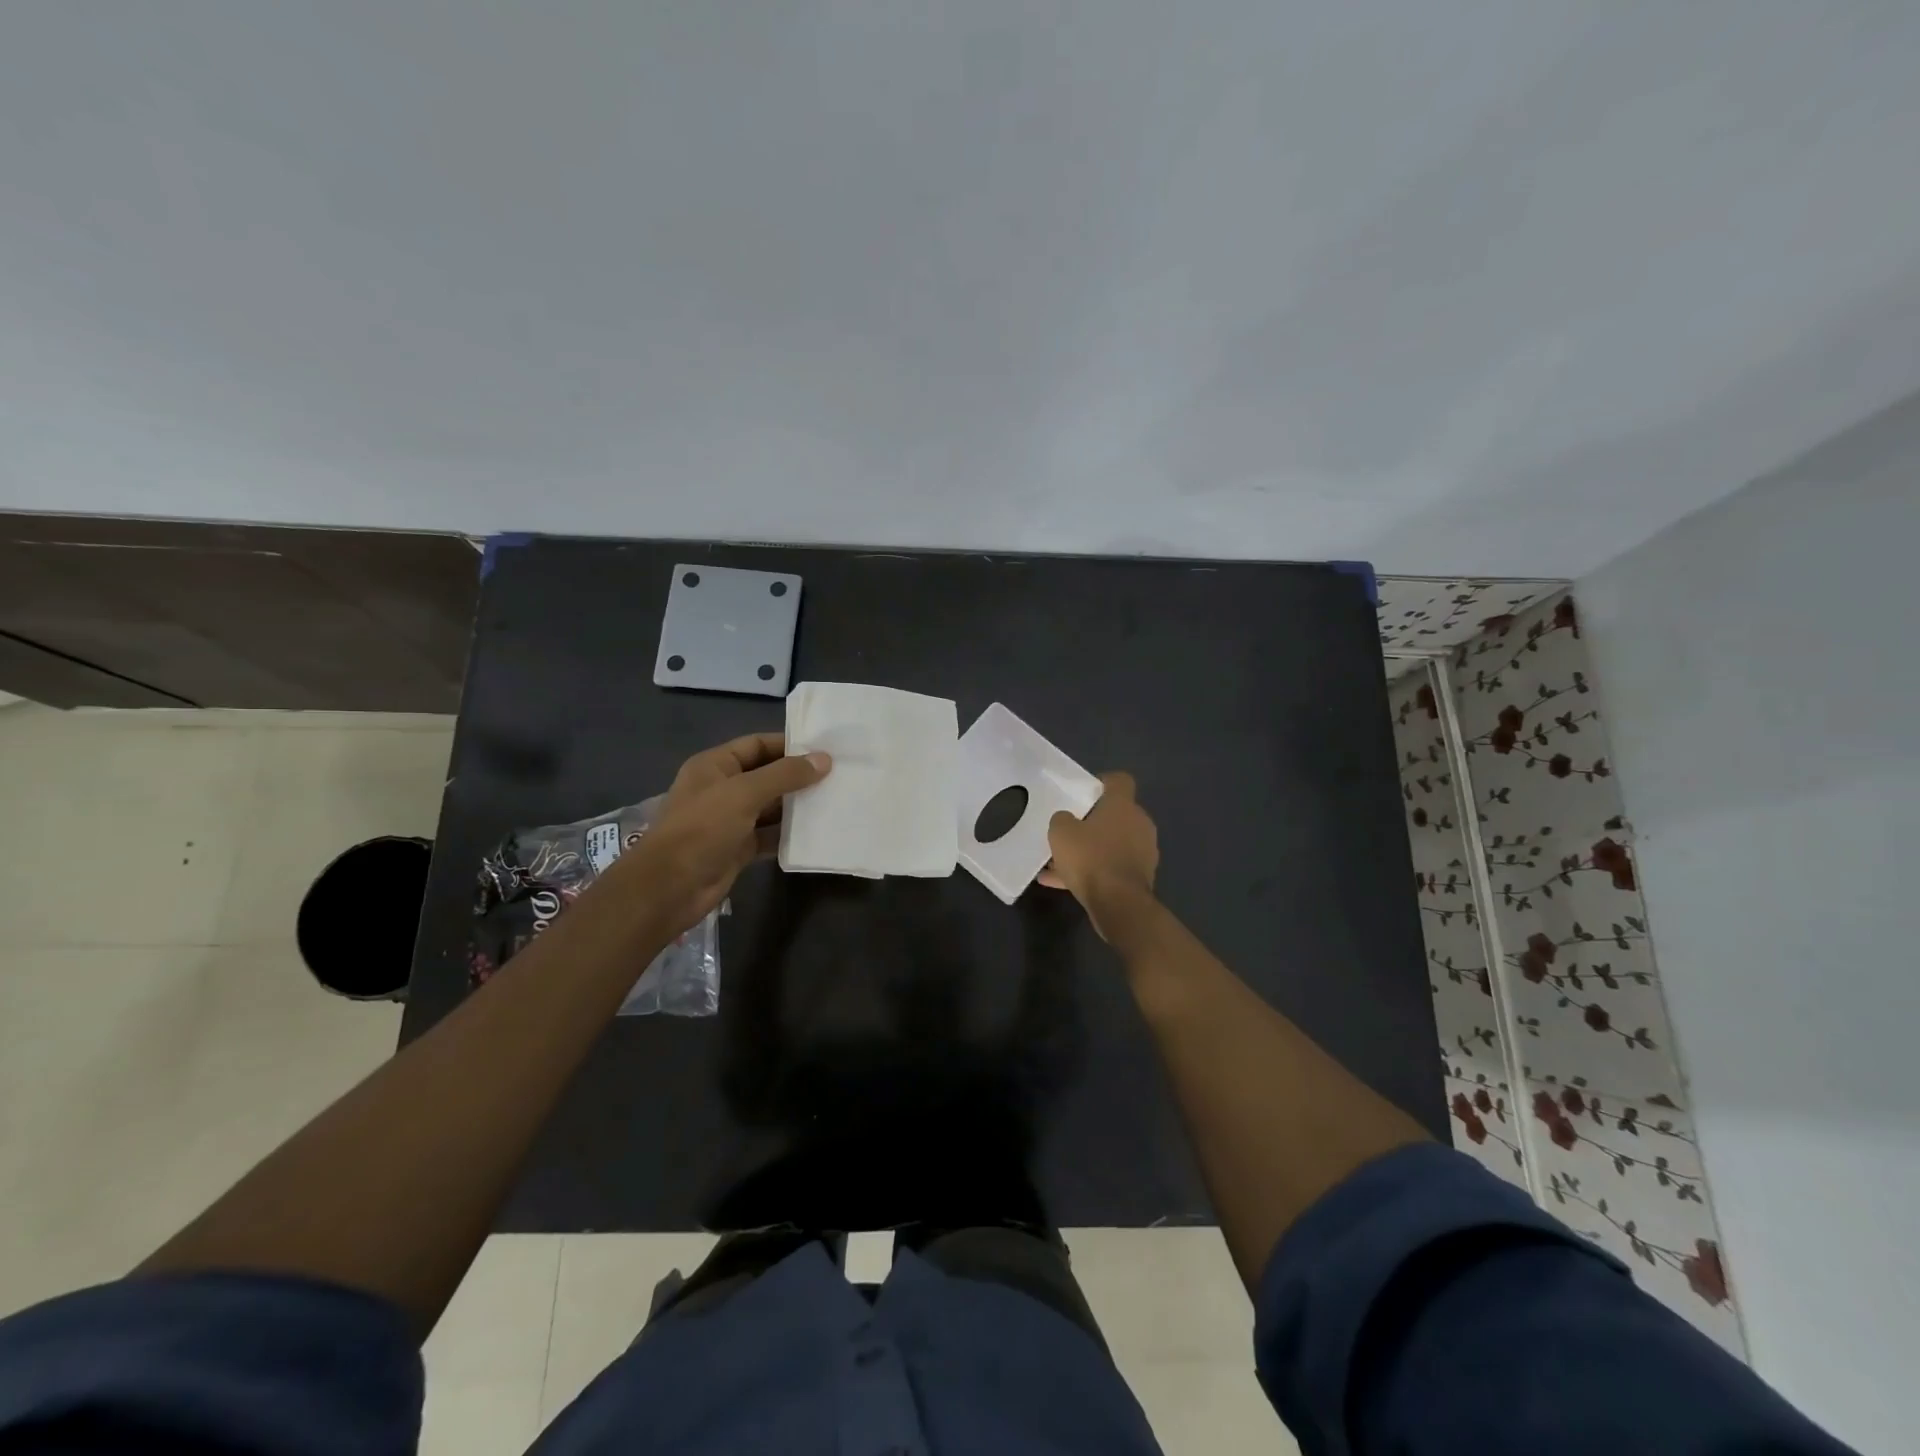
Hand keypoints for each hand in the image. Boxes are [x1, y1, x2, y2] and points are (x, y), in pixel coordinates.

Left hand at [623, 733, 830, 935]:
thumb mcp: (744, 794)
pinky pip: (769, 835)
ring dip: (797, 806)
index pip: (757, 745)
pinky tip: (817, 832)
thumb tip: (824, 759)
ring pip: (770, 807)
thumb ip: (785, 775)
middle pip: (766, 775)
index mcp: (715, 766)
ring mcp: (730, 820)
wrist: (669, 888)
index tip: (825, 749)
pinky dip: (789, 834)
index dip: (788, 744)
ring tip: (834, 800)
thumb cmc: (702, 829)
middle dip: (798, 776)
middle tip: (838, 775)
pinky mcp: (738, 848)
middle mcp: (722, 789)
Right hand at [1038, 771, 1158, 938]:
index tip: (1084, 792)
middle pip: (1115, 815)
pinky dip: (1092, 872)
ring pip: (1111, 844)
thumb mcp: (1061, 832)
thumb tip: (1067, 820)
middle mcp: (1139, 824)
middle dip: (1092, 822)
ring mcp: (1143, 852)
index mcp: (1123, 805)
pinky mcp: (1140, 877)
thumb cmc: (1091, 858)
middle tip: (1069, 830)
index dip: (1102, 782)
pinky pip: (1111, 867)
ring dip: (1090, 850)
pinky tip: (1062, 884)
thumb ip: (1062, 820)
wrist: (1119, 904)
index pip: (1120, 780)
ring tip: (1058, 863)